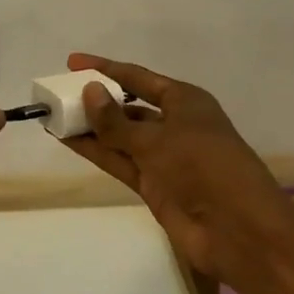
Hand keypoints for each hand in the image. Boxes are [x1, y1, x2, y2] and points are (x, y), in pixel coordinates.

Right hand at [60, 52, 293, 290]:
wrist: (239, 232)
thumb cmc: (205, 167)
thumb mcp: (157, 139)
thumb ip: (117, 121)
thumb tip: (88, 90)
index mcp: (185, 101)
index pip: (137, 78)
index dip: (105, 68)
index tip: (72, 62)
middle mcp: (173, 124)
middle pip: (127, 106)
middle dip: (96, 100)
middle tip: (57, 92)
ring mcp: (163, 157)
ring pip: (119, 135)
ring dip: (90, 127)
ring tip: (54, 115)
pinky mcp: (154, 185)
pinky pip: (119, 161)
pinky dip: (95, 151)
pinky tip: (68, 141)